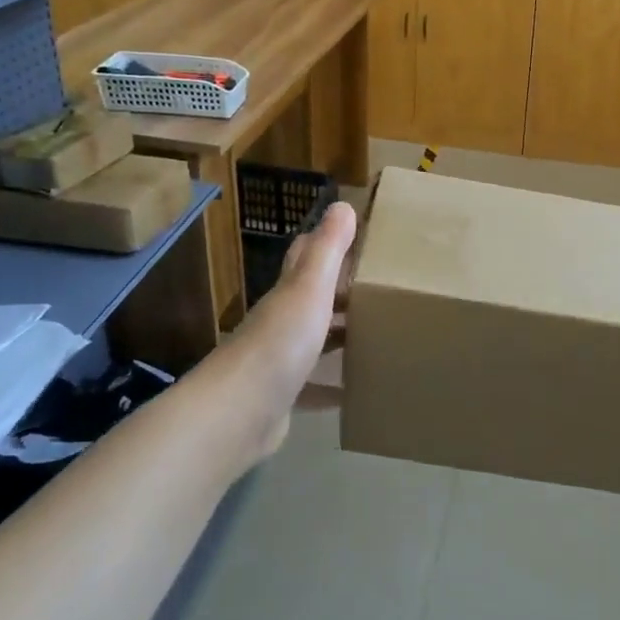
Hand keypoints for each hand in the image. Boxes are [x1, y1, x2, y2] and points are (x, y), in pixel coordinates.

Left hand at [214, 200, 355, 457]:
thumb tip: (342, 204)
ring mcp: (279, 362)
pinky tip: (355, 390)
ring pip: (314, 341)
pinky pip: (314, 387)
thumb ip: (328, 249)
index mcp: (289, 293)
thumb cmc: (279, 343)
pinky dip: (333, 386)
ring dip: (340, 336)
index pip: (304, 256)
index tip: (360, 237)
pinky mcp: (283, 398)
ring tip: (379, 334)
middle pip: (312, 299)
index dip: (327, 242)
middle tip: (382, 289)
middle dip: (342, 292)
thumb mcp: (309, 288)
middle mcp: (281, 322)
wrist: (238, 414)